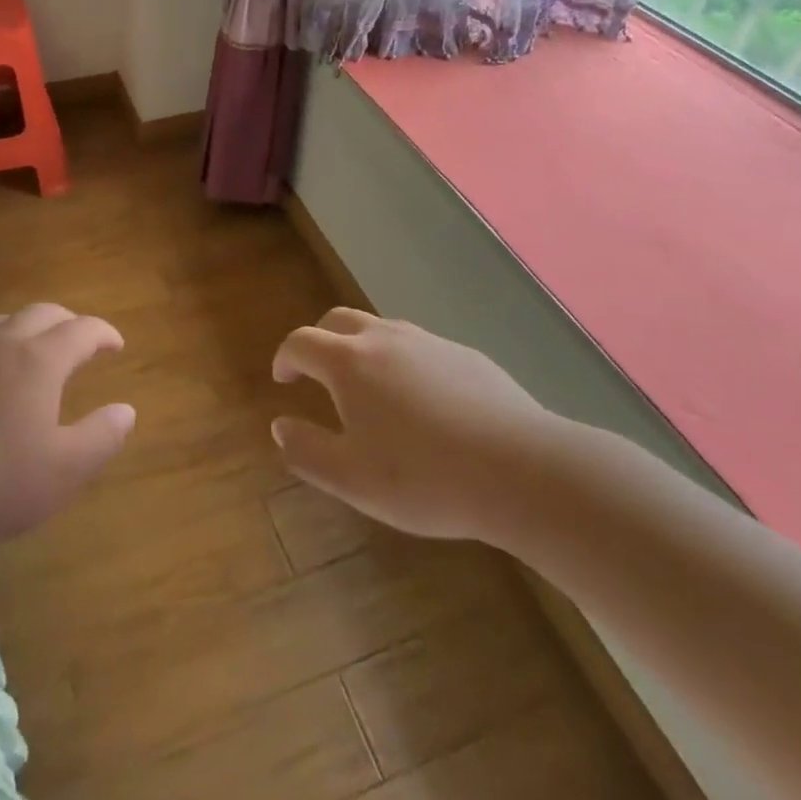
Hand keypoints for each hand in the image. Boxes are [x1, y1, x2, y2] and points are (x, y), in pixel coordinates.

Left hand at [0, 303, 134, 549]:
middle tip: (80, 344)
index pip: (82, 330)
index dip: (104, 333)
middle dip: (68, 322)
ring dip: (26, 329)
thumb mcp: (63, 471)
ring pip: (1, 322)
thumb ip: (102, 437)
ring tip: (32, 352)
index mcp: (39, 360)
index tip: (116, 346)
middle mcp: (0, 344)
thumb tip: (125, 410)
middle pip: (42, 313)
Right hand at [271, 308, 551, 541]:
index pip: (301, 342)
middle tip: (316, 372)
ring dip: (361, 348)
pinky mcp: (465, 355)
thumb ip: (307, 451)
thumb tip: (280, 426)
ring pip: (381, 329)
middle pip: (338, 320)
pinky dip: (401, 361)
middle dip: (319, 340)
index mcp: (349, 362)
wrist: (520, 470)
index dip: (285, 357)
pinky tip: (421, 402)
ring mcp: (429, 342)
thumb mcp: (351, 478)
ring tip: (367, 388)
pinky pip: (419, 347)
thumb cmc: (424, 477)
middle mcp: (385, 339)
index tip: (283, 377)